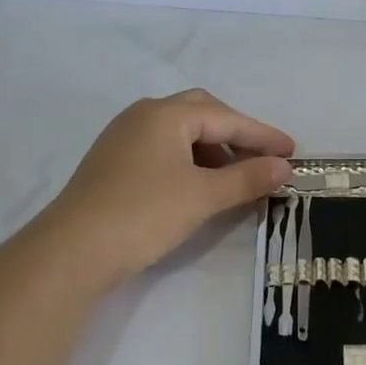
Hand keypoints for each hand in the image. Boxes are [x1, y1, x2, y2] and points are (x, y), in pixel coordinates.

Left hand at [34, 89, 293, 290]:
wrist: (72, 251)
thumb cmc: (144, 214)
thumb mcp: (203, 196)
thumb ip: (247, 178)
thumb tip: (284, 167)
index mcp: (166, 114)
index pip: (226, 117)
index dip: (263, 135)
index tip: (292, 152)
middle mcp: (143, 116)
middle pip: (202, 114)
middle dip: (236, 135)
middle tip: (262, 159)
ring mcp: (123, 138)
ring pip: (180, 133)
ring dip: (213, 150)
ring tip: (235, 179)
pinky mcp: (113, 163)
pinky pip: (163, 150)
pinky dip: (190, 162)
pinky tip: (199, 187)